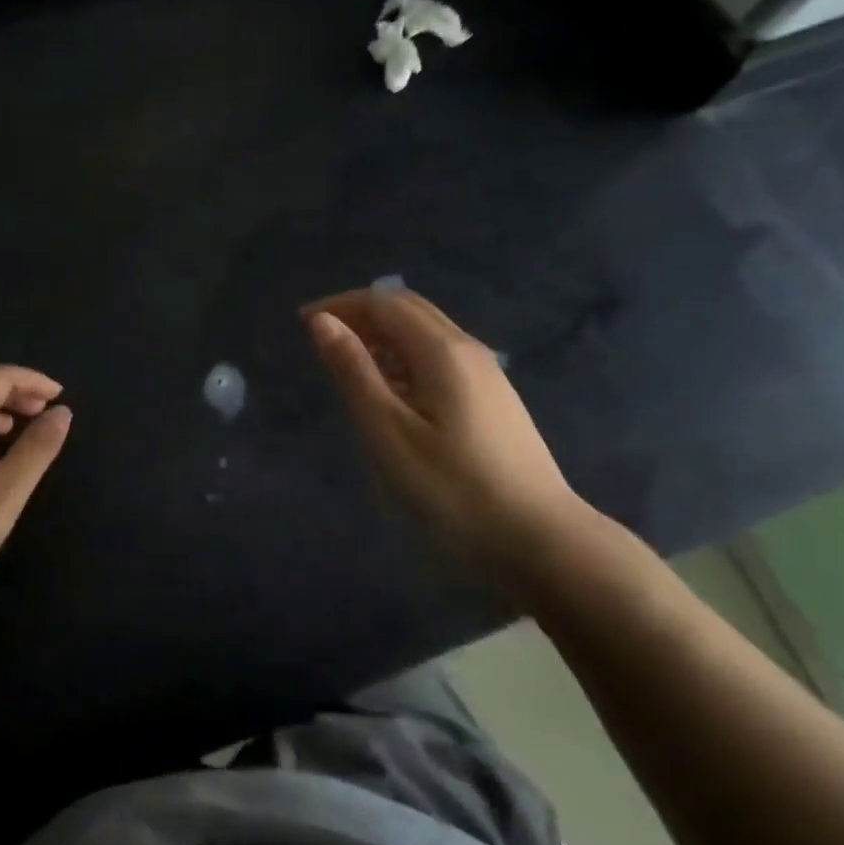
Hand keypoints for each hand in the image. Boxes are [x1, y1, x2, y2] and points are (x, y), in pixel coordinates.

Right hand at [304, 288, 603, 591]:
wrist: (541, 541)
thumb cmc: (453, 489)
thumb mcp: (388, 432)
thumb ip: (354, 371)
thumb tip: (323, 322)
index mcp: (442, 350)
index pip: (384, 303)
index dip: (341, 305)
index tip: (302, 324)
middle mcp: (467, 349)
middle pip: (408, 309)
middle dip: (361, 313)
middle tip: (322, 338)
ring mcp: (486, 374)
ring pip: (426, 332)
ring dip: (383, 334)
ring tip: (348, 364)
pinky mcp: (493, 399)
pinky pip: (439, 356)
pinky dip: (404, 356)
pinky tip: (392, 392)